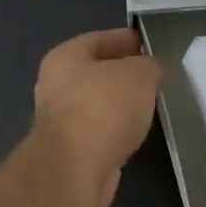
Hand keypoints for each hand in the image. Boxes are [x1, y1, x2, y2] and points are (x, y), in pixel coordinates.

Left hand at [32, 27, 161, 206]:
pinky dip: (115, 130)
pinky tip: (135, 132)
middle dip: (120, 73)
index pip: (96, 39)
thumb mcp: (138, 74)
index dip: (122, 39)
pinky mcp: (70, 153)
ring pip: (96, 105)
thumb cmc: (104, 107)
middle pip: (93, 73)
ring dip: (118, 104)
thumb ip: (147, 66)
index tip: (145, 43)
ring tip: (148, 103)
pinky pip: (99, 132)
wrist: (77, 167)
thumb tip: (148, 70)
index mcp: (63, 58)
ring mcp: (59, 123)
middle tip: (151, 75)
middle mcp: (54, 87)